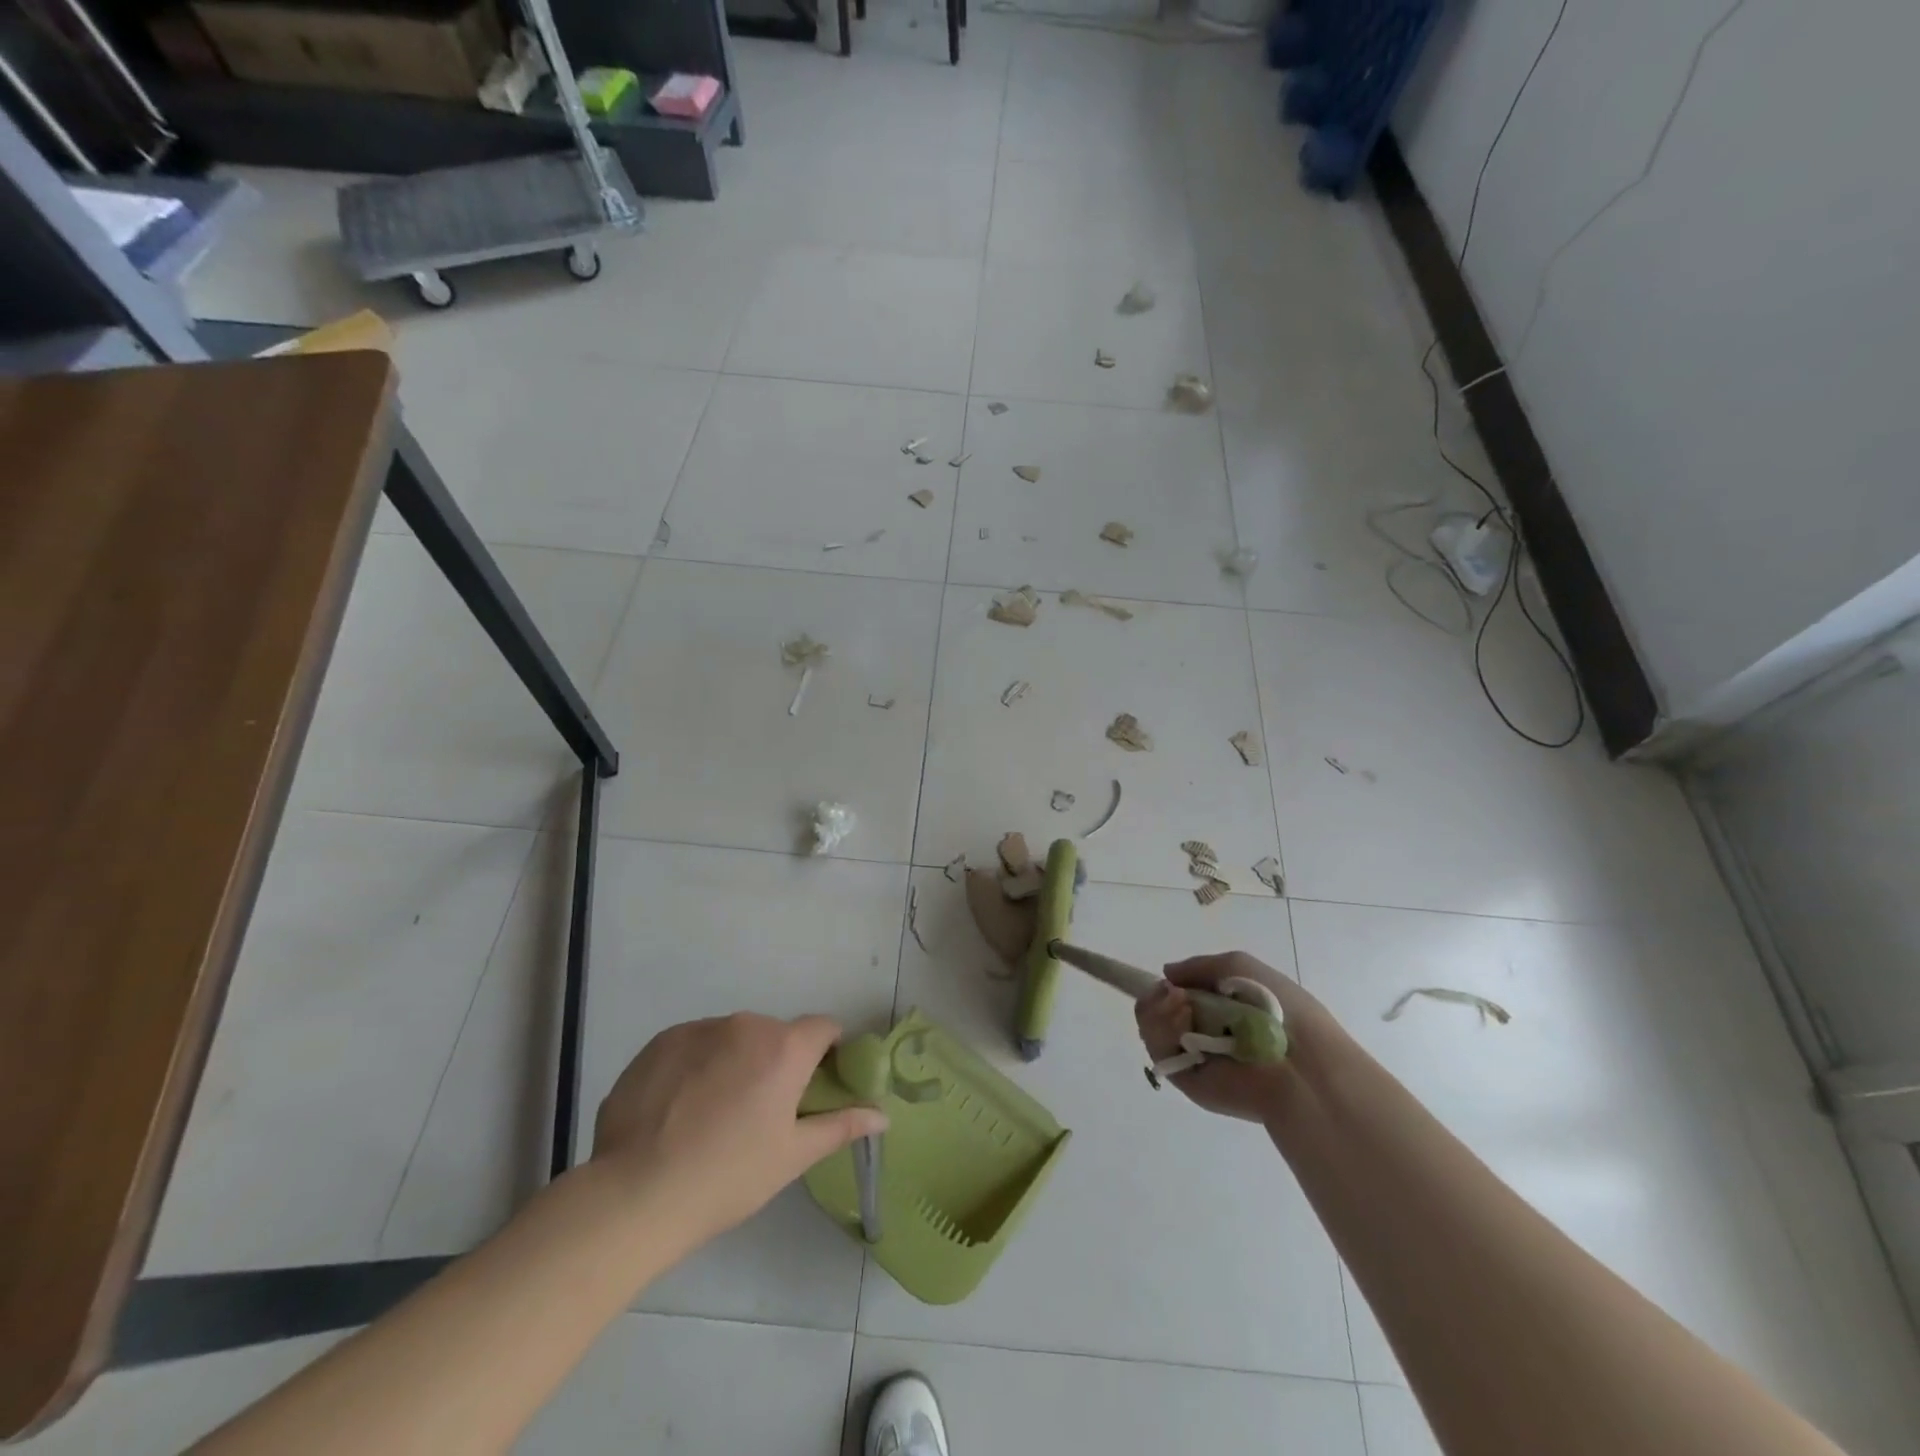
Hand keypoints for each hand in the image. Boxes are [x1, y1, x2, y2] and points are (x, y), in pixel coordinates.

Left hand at [590, 1013, 886, 1247]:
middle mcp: (745, 1025)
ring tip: (712, 1115)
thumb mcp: (792, 1156)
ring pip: (732, 1038)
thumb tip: (884, 1114)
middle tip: (760, 1112)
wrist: (635, 1195)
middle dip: (776, 1062)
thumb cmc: (728, 1177)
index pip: (824, 1027)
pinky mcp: (660, 1042)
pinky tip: (679, 1110)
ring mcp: (699, 1029)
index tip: (817, 1084)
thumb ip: (841, 1126)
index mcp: (784, 1047)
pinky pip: (693, 1045)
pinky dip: (696, 1067)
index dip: (828, 1052)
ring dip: (734, 1062)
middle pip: (775, 1034)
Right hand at [1134, 953, 1338, 1123]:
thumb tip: (1167, 975)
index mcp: (1221, 1008)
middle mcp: (1204, 1031)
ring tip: (1180, 1004)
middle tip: (1172, 993)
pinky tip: (1183, 1018)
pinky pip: (1159, 1050)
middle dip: (1158, 996)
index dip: (1167, 986)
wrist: (1299, 1063)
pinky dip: (1162, 1029)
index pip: (1179, 995)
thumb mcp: (1239, 966)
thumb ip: (1199, 966)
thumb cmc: (1275, 1006)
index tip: (1166, 981)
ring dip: (1158, 1010)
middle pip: (1159, 1010)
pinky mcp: (1186, 1078)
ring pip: (1153, 1027)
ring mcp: (1193, 1055)